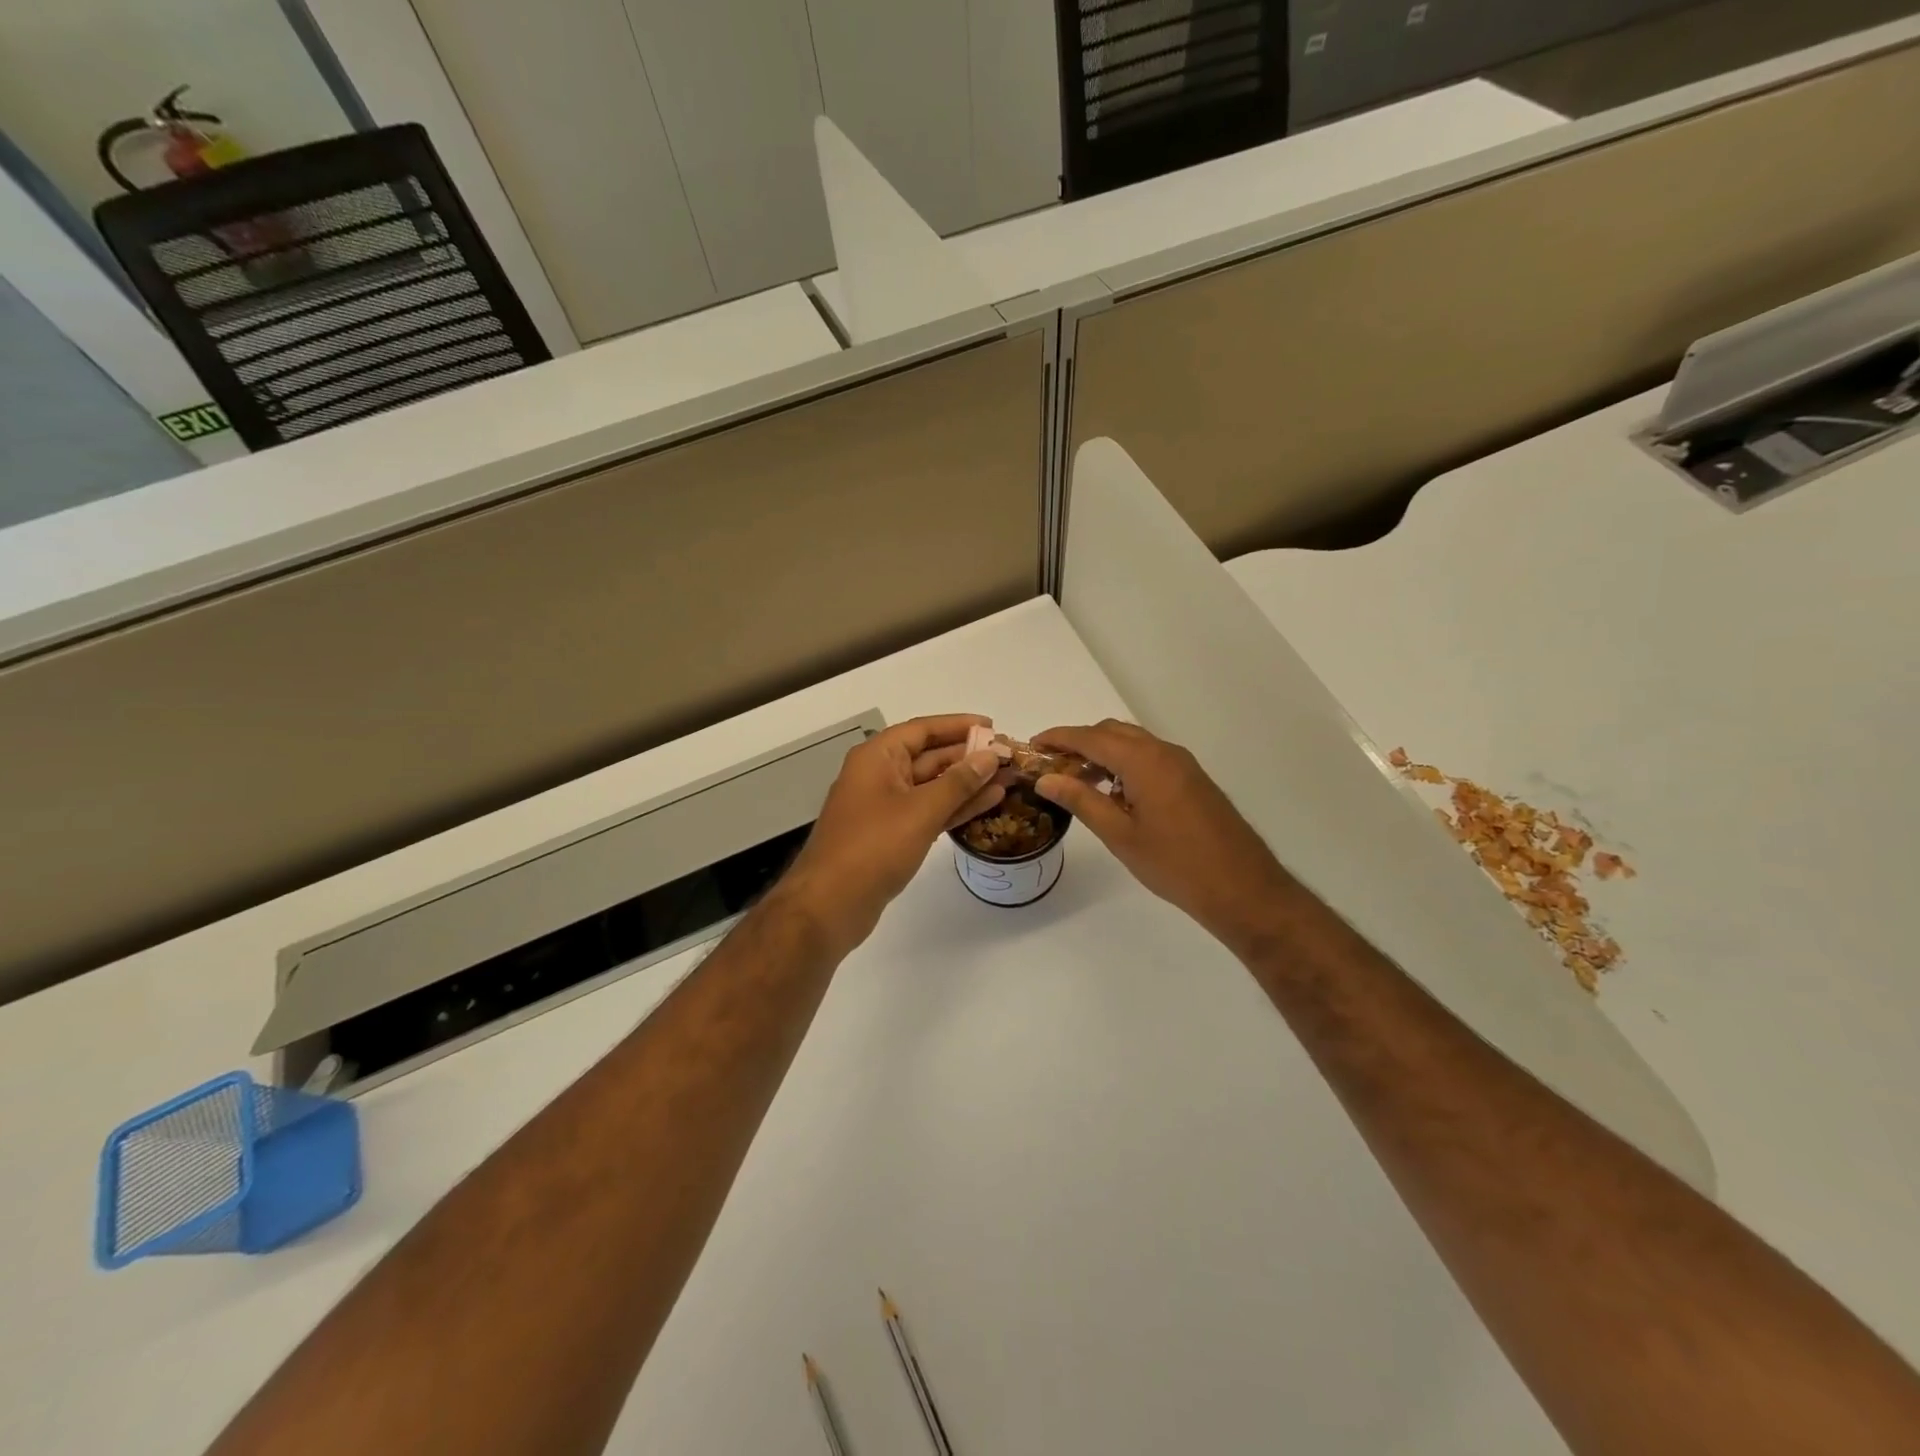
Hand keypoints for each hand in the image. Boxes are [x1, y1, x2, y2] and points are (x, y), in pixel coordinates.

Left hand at [774, 714, 1004, 956]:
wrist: (830, 905)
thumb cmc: (873, 847)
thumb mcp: (920, 810)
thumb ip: (959, 782)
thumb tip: (990, 756)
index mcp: (877, 757)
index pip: (923, 730)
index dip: (958, 725)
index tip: (993, 727)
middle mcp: (880, 775)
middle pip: (929, 756)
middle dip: (968, 756)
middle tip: (1008, 756)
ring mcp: (885, 807)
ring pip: (932, 786)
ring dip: (968, 783)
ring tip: (1007, 778)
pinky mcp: (892, 835)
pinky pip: (929, 811)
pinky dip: (956, 807)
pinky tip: (988, 803)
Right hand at [1031, 720, 1292, 953]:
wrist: (1242, 888)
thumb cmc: (1175, 864)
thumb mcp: (1120, 834)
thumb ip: (1081, 800)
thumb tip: (1045, 778)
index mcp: (1144, 761)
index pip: (1091, 737)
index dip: (1059, 737)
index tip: (1032, 744)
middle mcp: (1164, 752)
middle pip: (1112, 732)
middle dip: (1079, 742)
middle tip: (1051, 765)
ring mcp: (1183, 765)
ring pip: (1133, 744)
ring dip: (1102, 754)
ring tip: (1076, 781)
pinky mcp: (1193, 780)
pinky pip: (1150, 758)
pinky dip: (1124, 764)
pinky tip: (1113, 794)